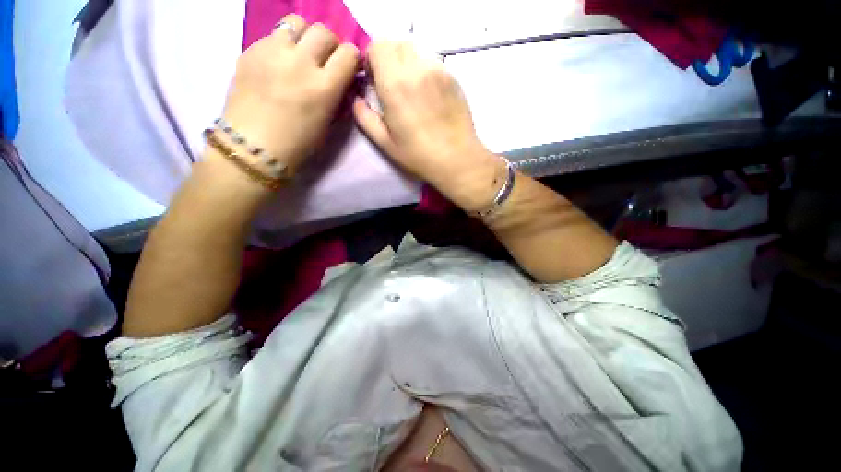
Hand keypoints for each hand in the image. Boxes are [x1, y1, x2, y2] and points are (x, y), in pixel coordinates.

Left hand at [222, 15, 358, 170]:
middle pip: (324, 32)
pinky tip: (278, 61)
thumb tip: (342, 80)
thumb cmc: (298, 143)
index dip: (351, 58)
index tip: (348, 67)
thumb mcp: (327, 123)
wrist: (254, 146)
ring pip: (297, 22)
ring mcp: (273, 52)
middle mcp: (301, 62)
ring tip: (300, 52)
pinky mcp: (251, 49)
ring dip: (305, 36)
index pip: (349, 54)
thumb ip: (337, 96)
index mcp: (324, 87)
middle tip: (324, 59)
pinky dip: (282, 43)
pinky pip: (273, 34)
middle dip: (330, 44)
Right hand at [353, 41, 501, 206]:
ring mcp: (438, 71)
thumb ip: (365, 118)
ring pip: (416, 51)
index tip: (375, 80)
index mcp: (395, 85)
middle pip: (397, 43)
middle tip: (392, 84)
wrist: (456, 159)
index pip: (378, 46)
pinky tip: (429, 95)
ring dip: (408, 63)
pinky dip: (425, 70)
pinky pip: (433, 62)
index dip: (373, 60)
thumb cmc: (419, 156)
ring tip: (412, 90)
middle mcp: (416, 69)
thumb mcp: (386, 143)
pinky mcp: (453, 77)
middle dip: (389, 59)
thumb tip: (357, 100)